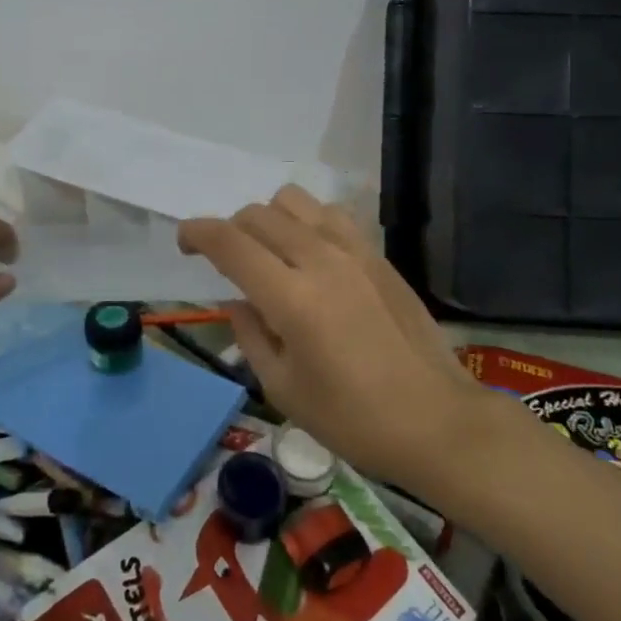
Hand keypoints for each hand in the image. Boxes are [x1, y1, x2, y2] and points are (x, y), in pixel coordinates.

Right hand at [178, 186, 499, 492]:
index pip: (229, 242)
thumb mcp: (282, 388)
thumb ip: (249, 333)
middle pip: (257, 215)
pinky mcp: (377, 254)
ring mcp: (354, 251)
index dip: (197, 233)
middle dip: (229, 230)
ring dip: (269, 218)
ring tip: (270, 251)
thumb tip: (237, 298)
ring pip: (294, 201)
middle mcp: (320, 260)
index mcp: (291, 299)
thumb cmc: (352, 419)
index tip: (185, 243)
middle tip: (227, 262)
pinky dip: (306, 221)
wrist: (435, 419)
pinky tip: (310, 253)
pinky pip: (330, 214)